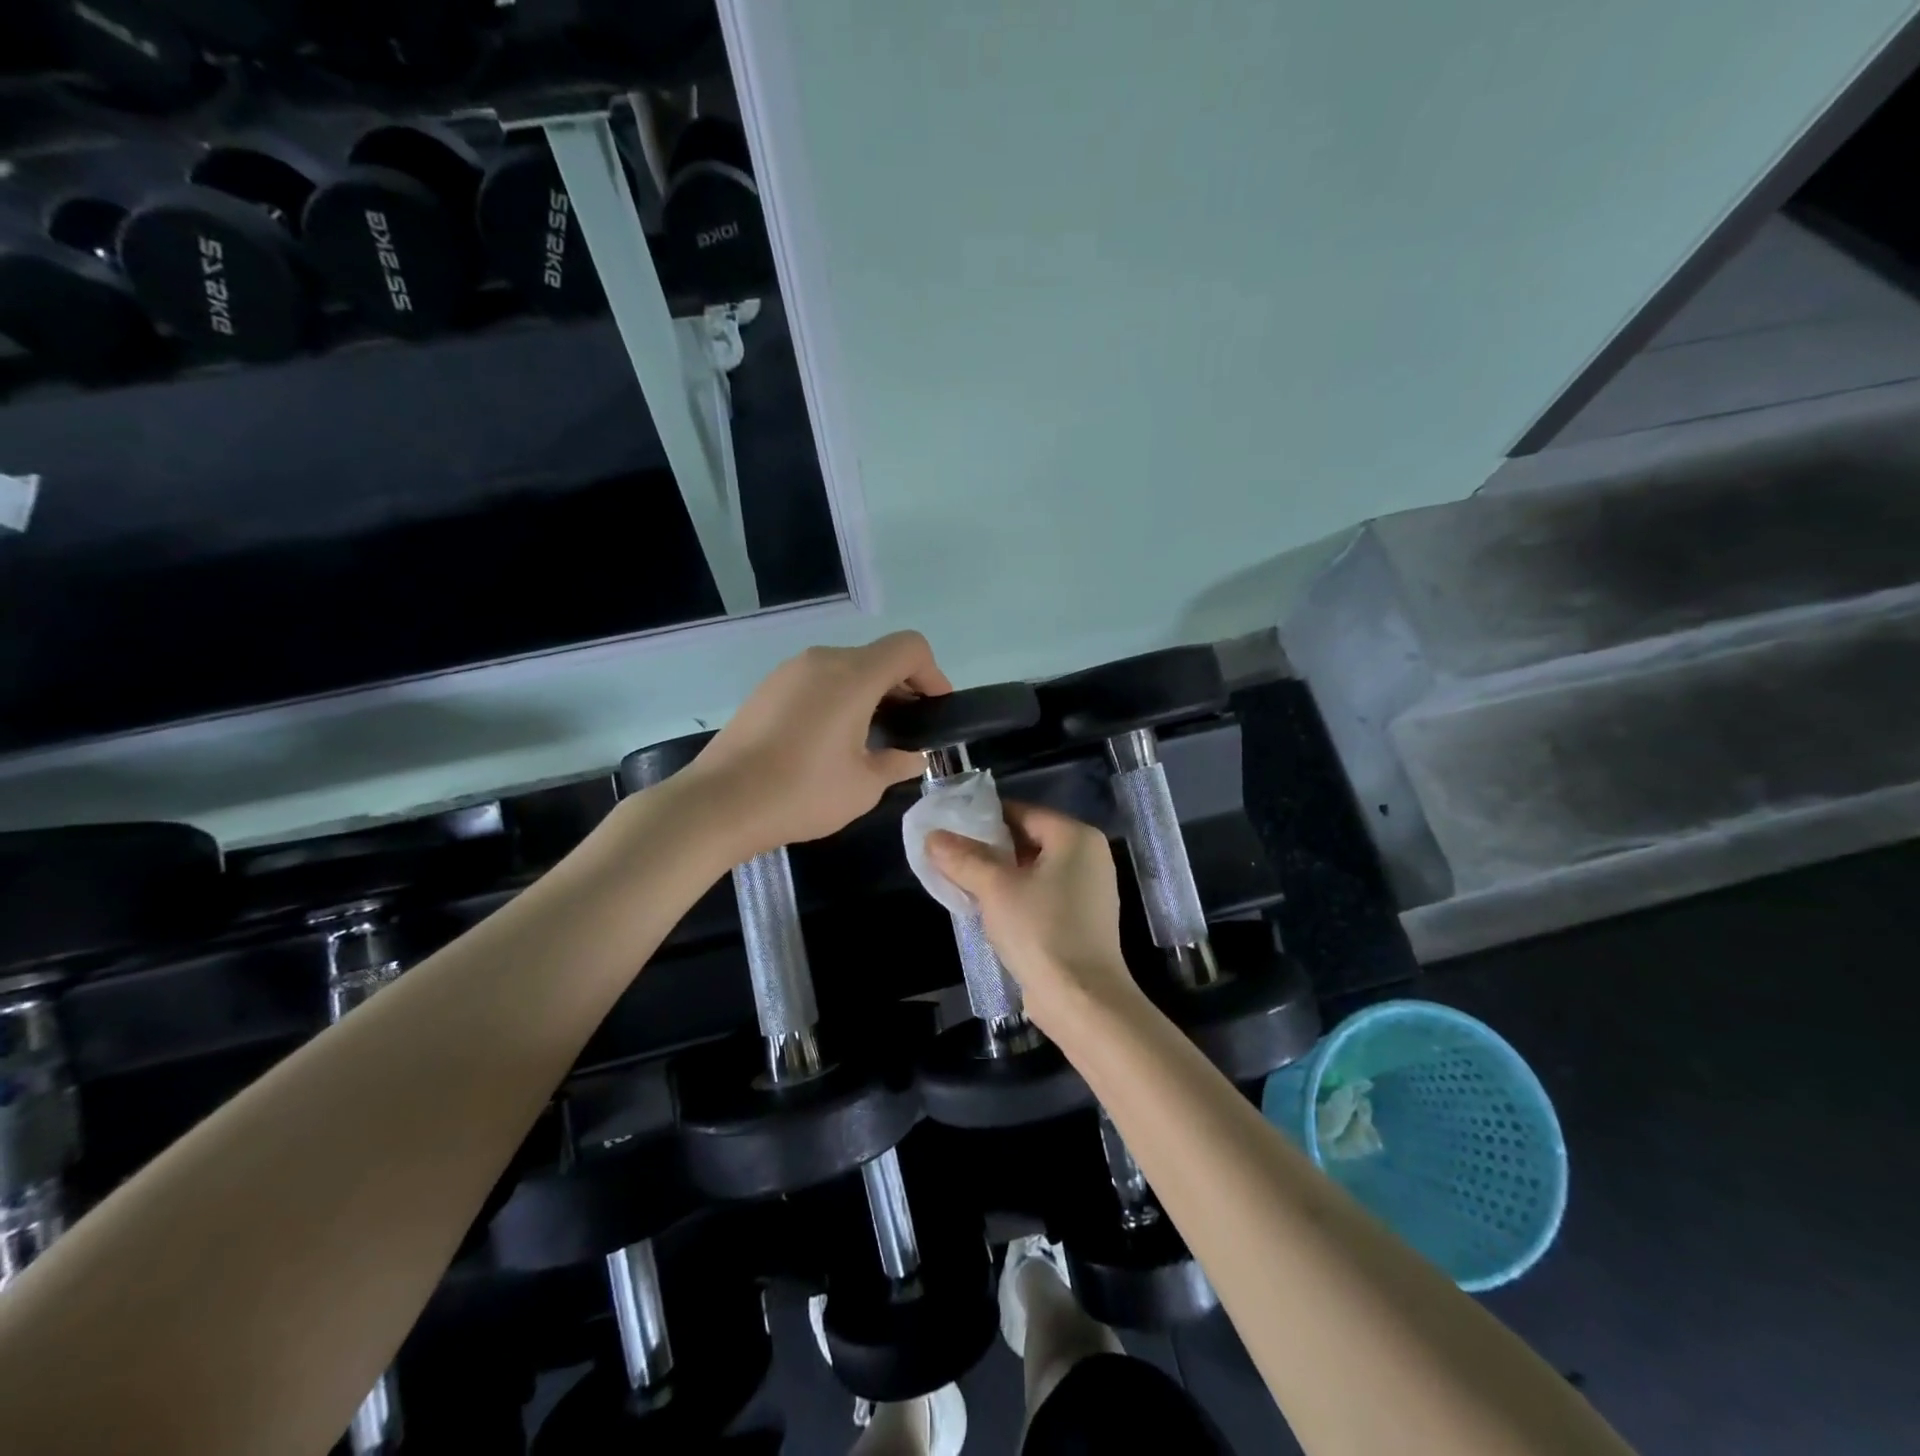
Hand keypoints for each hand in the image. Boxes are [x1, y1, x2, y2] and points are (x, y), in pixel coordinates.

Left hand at [685, 632, 951, 854]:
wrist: (719, 803)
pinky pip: (819, 680)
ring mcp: (791, 671)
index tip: (935, 712)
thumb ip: (898, 763)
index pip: (910, 648)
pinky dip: (840, 698)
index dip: (933, 675)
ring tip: (872, 740)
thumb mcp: (864, 787)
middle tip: (909, 733)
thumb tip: (912, 755)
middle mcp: (823, 660)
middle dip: (904, 688)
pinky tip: (832, 740)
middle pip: (879, 657)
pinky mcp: (768, 687)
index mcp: (853, 675)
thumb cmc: (801, 793)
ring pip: (847, 668)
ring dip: (871, 694)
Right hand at [925, 801, 1137, 1029]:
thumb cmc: (1041, 931)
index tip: (949, 830)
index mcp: (1076, 836)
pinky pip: (1042, 895)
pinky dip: (1016, 897)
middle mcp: (1089, 856)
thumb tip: (933, 836)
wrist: (1082, 1001)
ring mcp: (1088, 890)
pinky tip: (987, 910)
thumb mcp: (995, 889)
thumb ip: (963, 857)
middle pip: (1027, 839)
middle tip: (950, 858)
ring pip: (1033, 870)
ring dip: (999, 876)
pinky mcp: (1082, 920)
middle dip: (988, 849)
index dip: (983, 819)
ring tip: (961, 883)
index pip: (1021, 812)